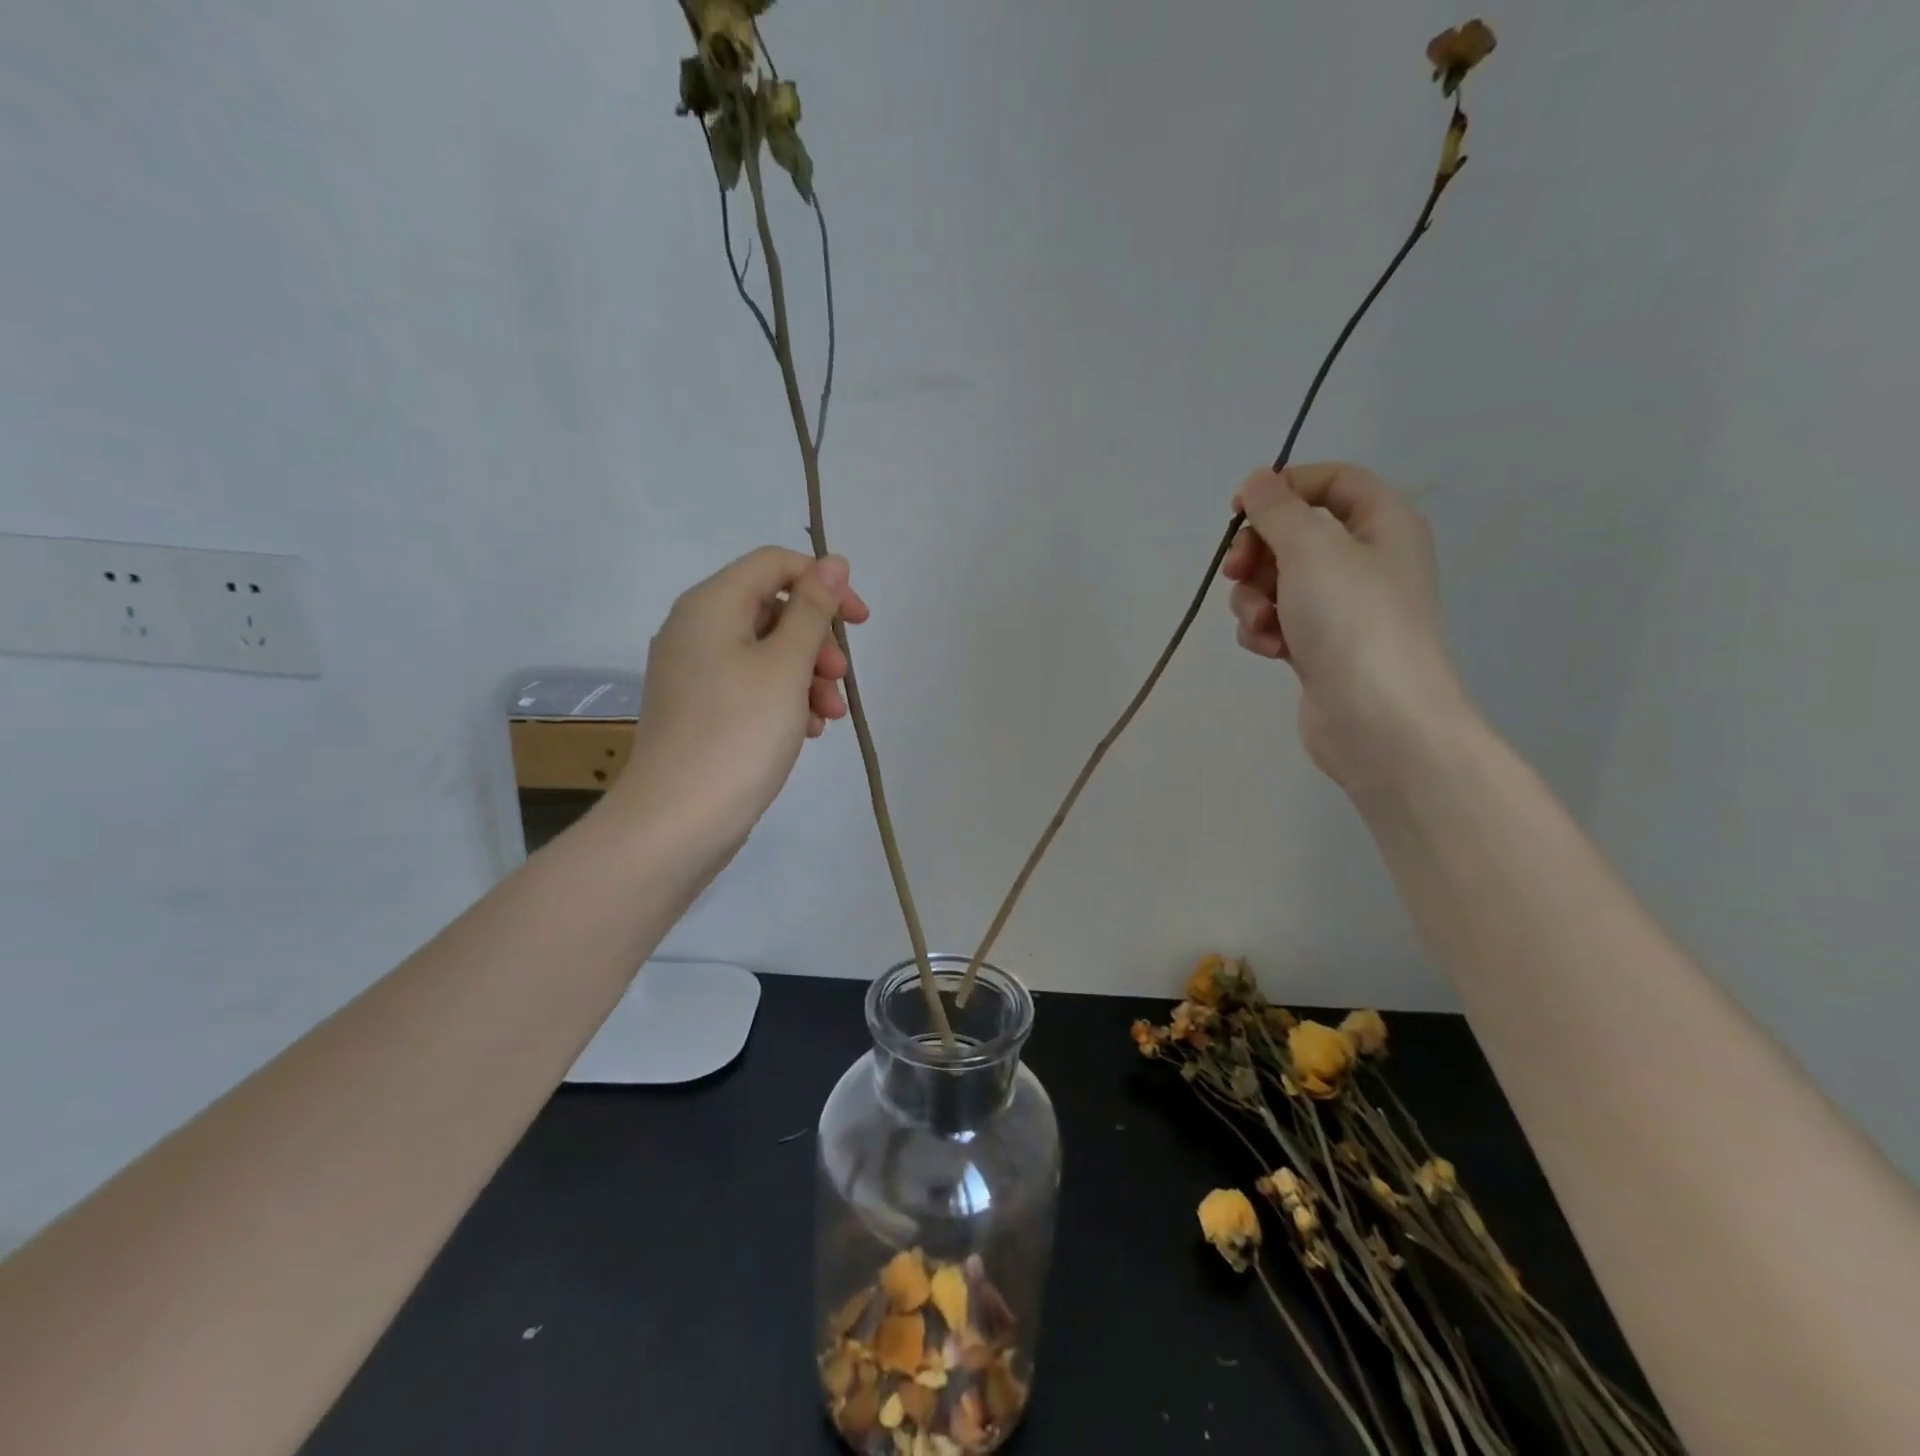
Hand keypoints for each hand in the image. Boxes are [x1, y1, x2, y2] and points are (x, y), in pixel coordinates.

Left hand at [616, 546, 867, 851]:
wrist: (677, 820)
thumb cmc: (739, 733)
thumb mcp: (786, 665)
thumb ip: (812, 609)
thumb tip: (833, 562)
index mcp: (710, 605)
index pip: (775, 565)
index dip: (823, 583)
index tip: (859, 622)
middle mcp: (695, 629)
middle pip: (772, 609)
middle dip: (817, 641)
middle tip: (841, 678)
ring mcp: (693, 672)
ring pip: (766, 653)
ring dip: (807, 676)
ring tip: (829, 717)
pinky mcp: (699, 709)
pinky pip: (749, 685)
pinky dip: (783, 699)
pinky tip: (805, 732)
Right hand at [1222, 463, 1472, 793]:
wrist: (1379, 720)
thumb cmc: (1353, 621)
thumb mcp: (1311, 549)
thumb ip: (1277, 509)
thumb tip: (1258, 480)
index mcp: (1383, 525)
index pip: (1335, 482)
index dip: (1286, 487)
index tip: (1240, 509)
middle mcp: (1366, 561)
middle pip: (1296, 534)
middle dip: (1258, 553)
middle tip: (1236, 571)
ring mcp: (1343, 608)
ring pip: (1278, 582)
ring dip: (1254, 599)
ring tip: (1261, 623)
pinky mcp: (1320, 647)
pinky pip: (1279, 621)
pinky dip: (1265, 630)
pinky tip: (1270, 650)